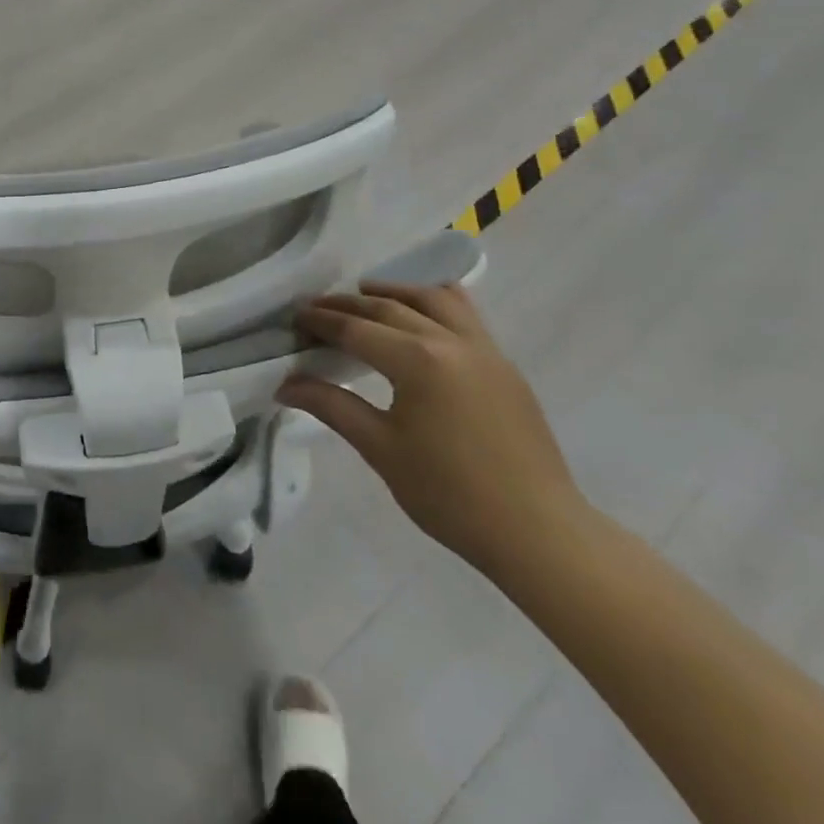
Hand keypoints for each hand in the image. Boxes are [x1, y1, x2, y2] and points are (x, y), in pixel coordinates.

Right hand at [281, 284, 585, 577]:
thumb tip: (285, 384)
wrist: (538, 533)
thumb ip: (332, 406)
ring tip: (368, 294)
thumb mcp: (381, 449)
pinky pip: (465, 314)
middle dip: (348, 304)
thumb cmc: (450, 495)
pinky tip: (423, 316)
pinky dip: (436, 301)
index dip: (322, 321)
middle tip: (318, 308)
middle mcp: (450, 341)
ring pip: (434, 298)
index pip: (357, 329)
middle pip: (390, 308)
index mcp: (418, 361)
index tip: (295, 317)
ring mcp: (484, 349)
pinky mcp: (504, 365)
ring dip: (396, 291)